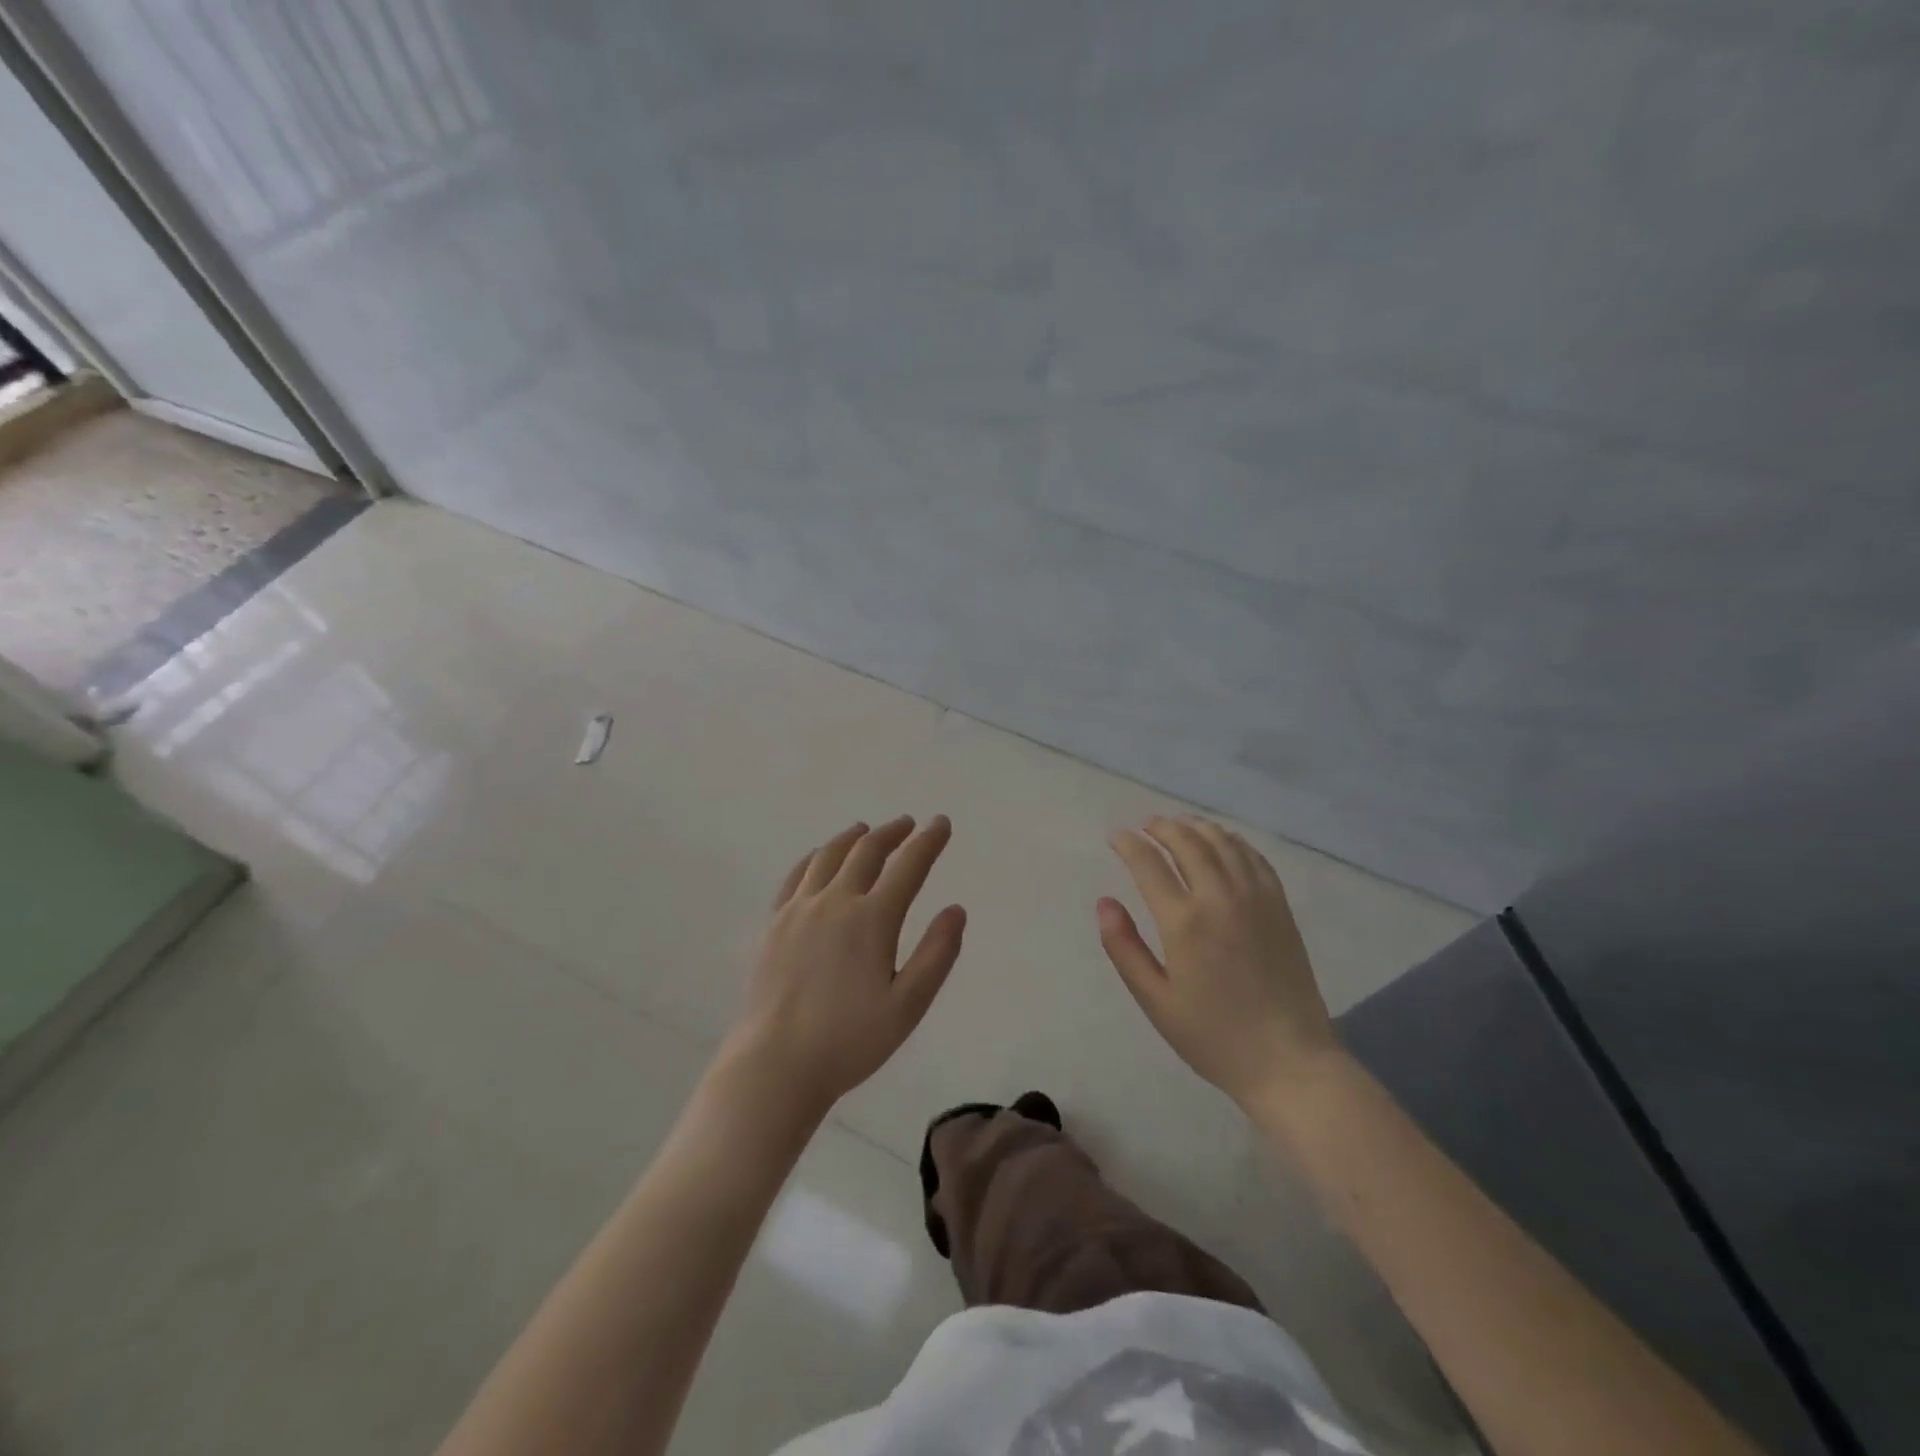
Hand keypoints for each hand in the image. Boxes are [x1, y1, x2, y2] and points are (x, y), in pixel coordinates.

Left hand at [727, 815, 964, 1115]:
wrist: (776, 1062)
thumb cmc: (849, 1040)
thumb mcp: (908, 1005)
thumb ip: (936, 955)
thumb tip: (956, 910)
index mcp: (872, 919)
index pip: (908, 866)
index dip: (928, 841)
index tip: (941, 823)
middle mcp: (836, 901)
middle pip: (867, 851)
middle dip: (892, 833)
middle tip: (908, 824)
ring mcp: (800, 909)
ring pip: (829, 856)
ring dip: (853, 837)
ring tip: (865, 830)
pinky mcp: (775, 923)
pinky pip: (797, 875)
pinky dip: (815, 857)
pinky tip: (820, 857)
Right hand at [1099, 814, 1338, 1108]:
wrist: (1289, 1061)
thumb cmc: (1213, 1036)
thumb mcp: (1155, 1000)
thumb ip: (1124, 947)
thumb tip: (1104, 902)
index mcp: (1184, 922)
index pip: (1148, 864)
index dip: (1128, 844)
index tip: (1115, 836)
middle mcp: (1220, 898)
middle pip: (1187, 843)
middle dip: (1162, 827)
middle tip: (1145, 826)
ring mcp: (1256, 898)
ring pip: (1222, 843)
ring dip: (1196, 827)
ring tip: (1179, 825)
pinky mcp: (1280, 906)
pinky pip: (1254, 858)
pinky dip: (1233, 841)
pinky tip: (1223, 842)